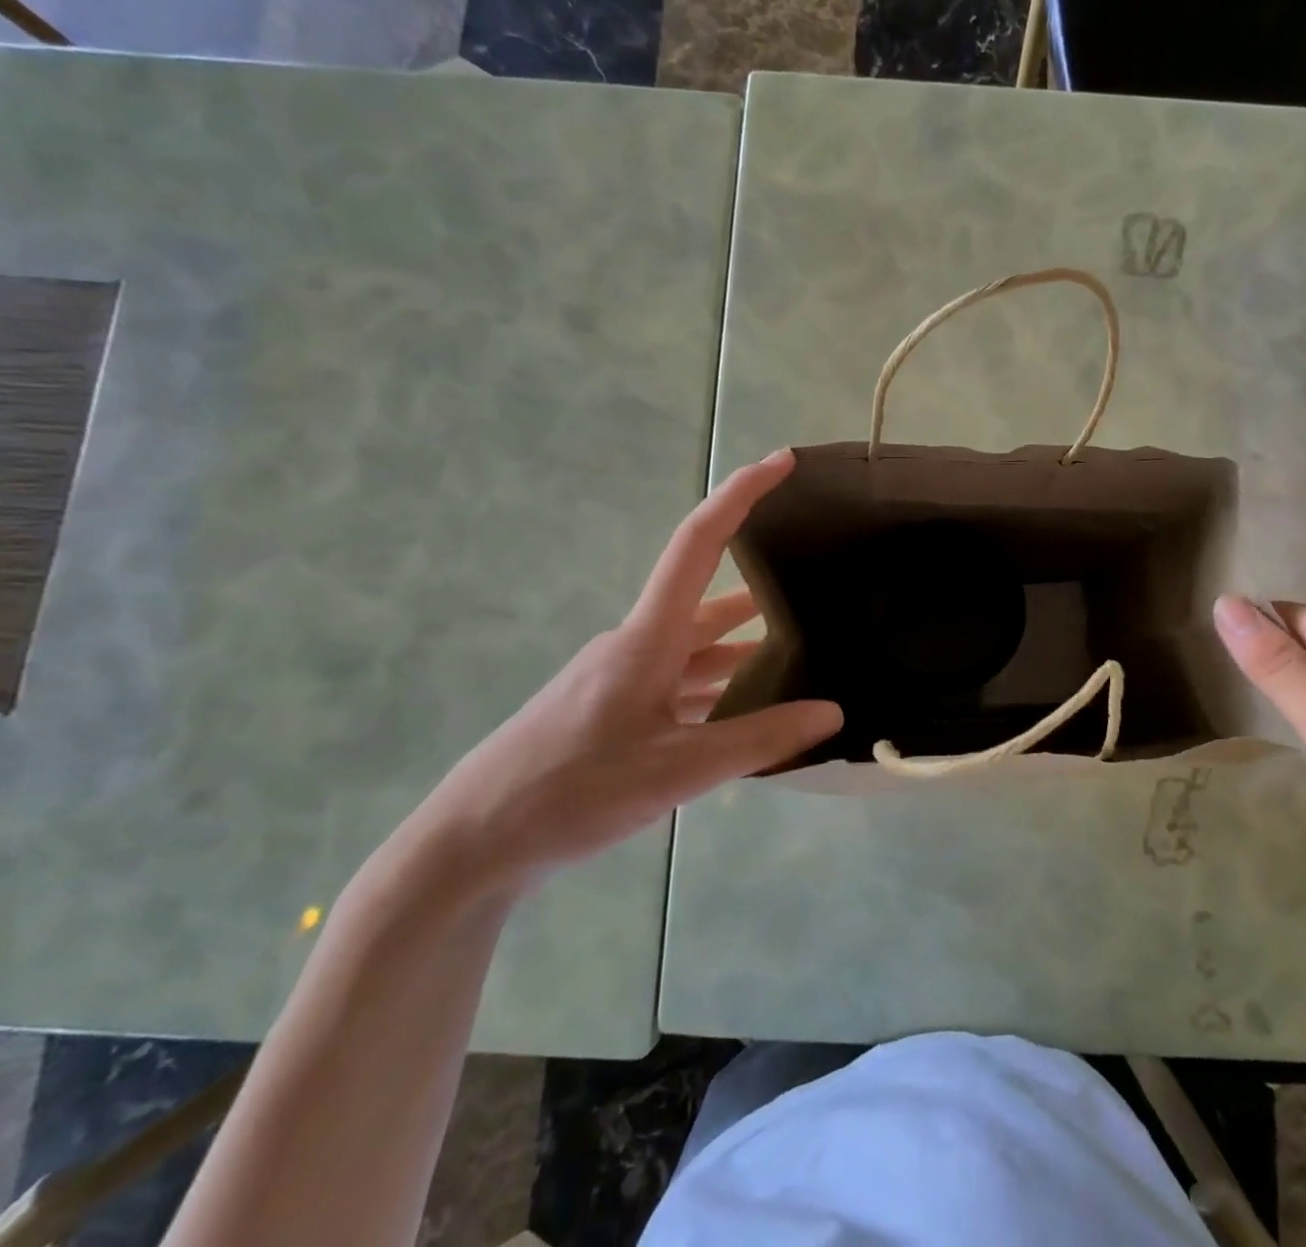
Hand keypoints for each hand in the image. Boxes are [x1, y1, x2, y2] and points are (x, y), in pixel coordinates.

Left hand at [405, 450, 841, 895]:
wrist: (474, 842)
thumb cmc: (571, 792)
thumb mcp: (676, 771)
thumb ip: (758, 739)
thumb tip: (831, 713)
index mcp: (648, 637)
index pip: (699, 543)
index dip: (742, 495)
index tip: (782, 462)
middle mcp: (638, 643)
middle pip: (708, 597)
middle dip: (761, 582)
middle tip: (818, 572)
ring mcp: (624, 677)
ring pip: (697, 646)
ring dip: (744, 642)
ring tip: (802, 645)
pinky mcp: (616, 708)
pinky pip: (681, 681)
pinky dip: (720, 685)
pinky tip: (750, 709)